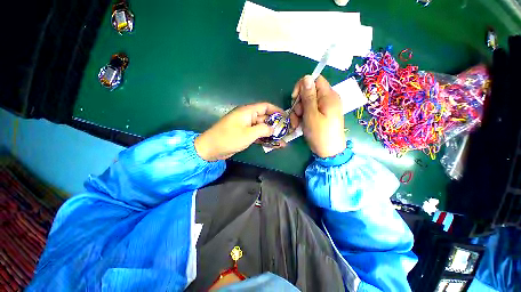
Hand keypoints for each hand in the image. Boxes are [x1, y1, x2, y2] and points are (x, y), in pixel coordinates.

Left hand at [195, 103, 285, 160]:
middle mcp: (248, 117)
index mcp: (248, 112)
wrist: (211, 149)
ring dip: (271, 134)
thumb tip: (273, 129)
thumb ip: (263, 129)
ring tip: (283, 141)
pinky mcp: (244, 135)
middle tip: (286, 132)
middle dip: (276, 125)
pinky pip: (257, 135)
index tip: (286, 117)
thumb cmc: (229, 138)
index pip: (265, 107)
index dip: (276, 111)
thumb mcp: (248, 134)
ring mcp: (246, 127)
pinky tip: (273, 145)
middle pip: (265, 118)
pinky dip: (264, 139)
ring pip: (262, 128)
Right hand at [290, 75, 345, 157]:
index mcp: (329, 96)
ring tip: (296, 124)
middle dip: (299, 103)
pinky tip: (299, 125)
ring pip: (306, 103)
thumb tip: (306, 77)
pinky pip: (309, 111)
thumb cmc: (320, 134)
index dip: (303, 85)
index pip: (315, 80)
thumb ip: (308, 96)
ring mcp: (324, 108)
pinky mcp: (321, 115)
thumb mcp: (311, 115)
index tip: (295, 97)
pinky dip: (302, 116)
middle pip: (309, 92)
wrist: (329, 152)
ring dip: (298, 112)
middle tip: (297, 115)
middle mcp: (328, 99)